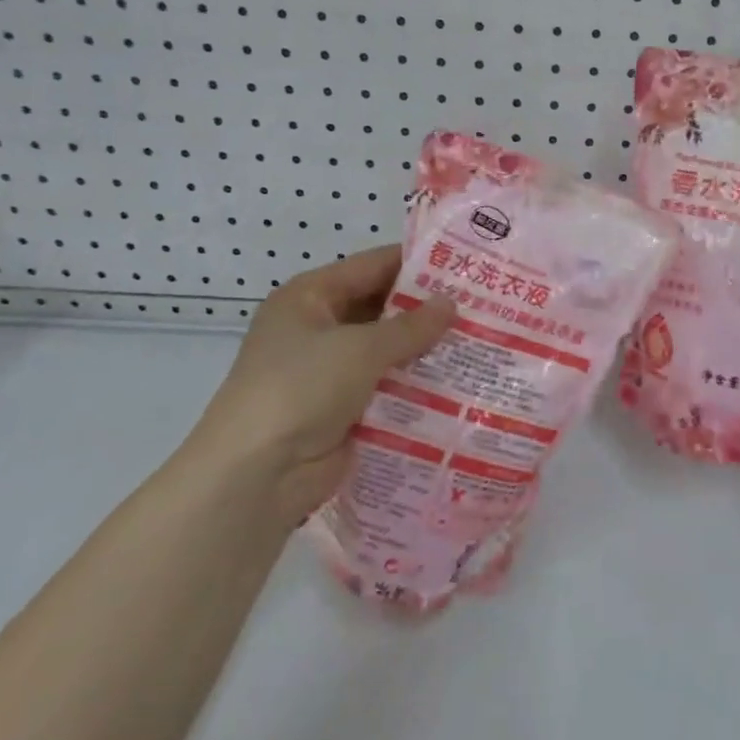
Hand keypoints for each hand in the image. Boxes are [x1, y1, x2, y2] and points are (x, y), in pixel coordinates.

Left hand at [185, 246, 455, 506]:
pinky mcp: (343, 410)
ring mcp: (329, 372)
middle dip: (427, 310)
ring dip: (425, 350)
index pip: (372, 266)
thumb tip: (451, 304)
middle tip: (482, 306)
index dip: (417, 263)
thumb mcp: (360, 348)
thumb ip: (410, 326)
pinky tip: (459, 384)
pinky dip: (415, 386)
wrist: (256, 476)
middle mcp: (318, 328)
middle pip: (381, 309)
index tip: (465, 264)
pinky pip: (387, 388)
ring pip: (387, 351)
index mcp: (310, 297)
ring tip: (481, 342)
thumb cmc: (301, 388)